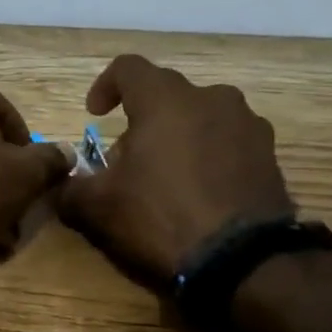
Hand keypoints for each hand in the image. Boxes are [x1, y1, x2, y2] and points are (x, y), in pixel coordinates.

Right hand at [59, 54, 294, 288]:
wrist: (245, 263)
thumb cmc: (161, 219)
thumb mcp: (97, 208)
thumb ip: (70, 187)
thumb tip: (60, 183)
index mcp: (165, 99)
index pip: (128, 68)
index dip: (105, 86)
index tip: (95, 115)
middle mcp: (211, 99)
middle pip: (167, 93)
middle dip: (142, 118)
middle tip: (127, 157)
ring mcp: (248, 126)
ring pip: (202, 115)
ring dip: (179, 134)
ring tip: (166, 174)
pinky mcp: (271, 155)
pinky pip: (229, 141)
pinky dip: (210, 155)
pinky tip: (200, 191)